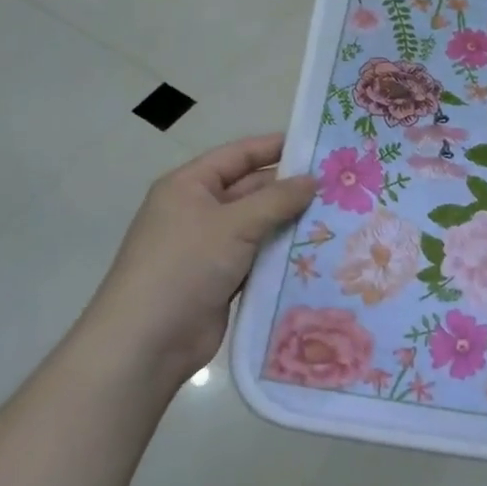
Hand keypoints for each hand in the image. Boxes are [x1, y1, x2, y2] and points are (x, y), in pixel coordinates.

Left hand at [80, 134, 315, 385]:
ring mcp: (209, 247)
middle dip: (290, 188)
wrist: (148, 342)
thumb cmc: (185, 266)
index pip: (238, 155)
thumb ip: (276, 200)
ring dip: (290, 223)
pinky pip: (258, 257)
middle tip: (339, 186)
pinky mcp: (221, 280)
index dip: (274, 147)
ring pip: (258, 226)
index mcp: (189, 186)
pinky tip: (318, 251)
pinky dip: (282, 254)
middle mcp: (198, 211)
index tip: (317, 143)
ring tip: (339, 215)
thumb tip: (312, 180)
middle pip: (250, 190)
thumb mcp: (233, 225)